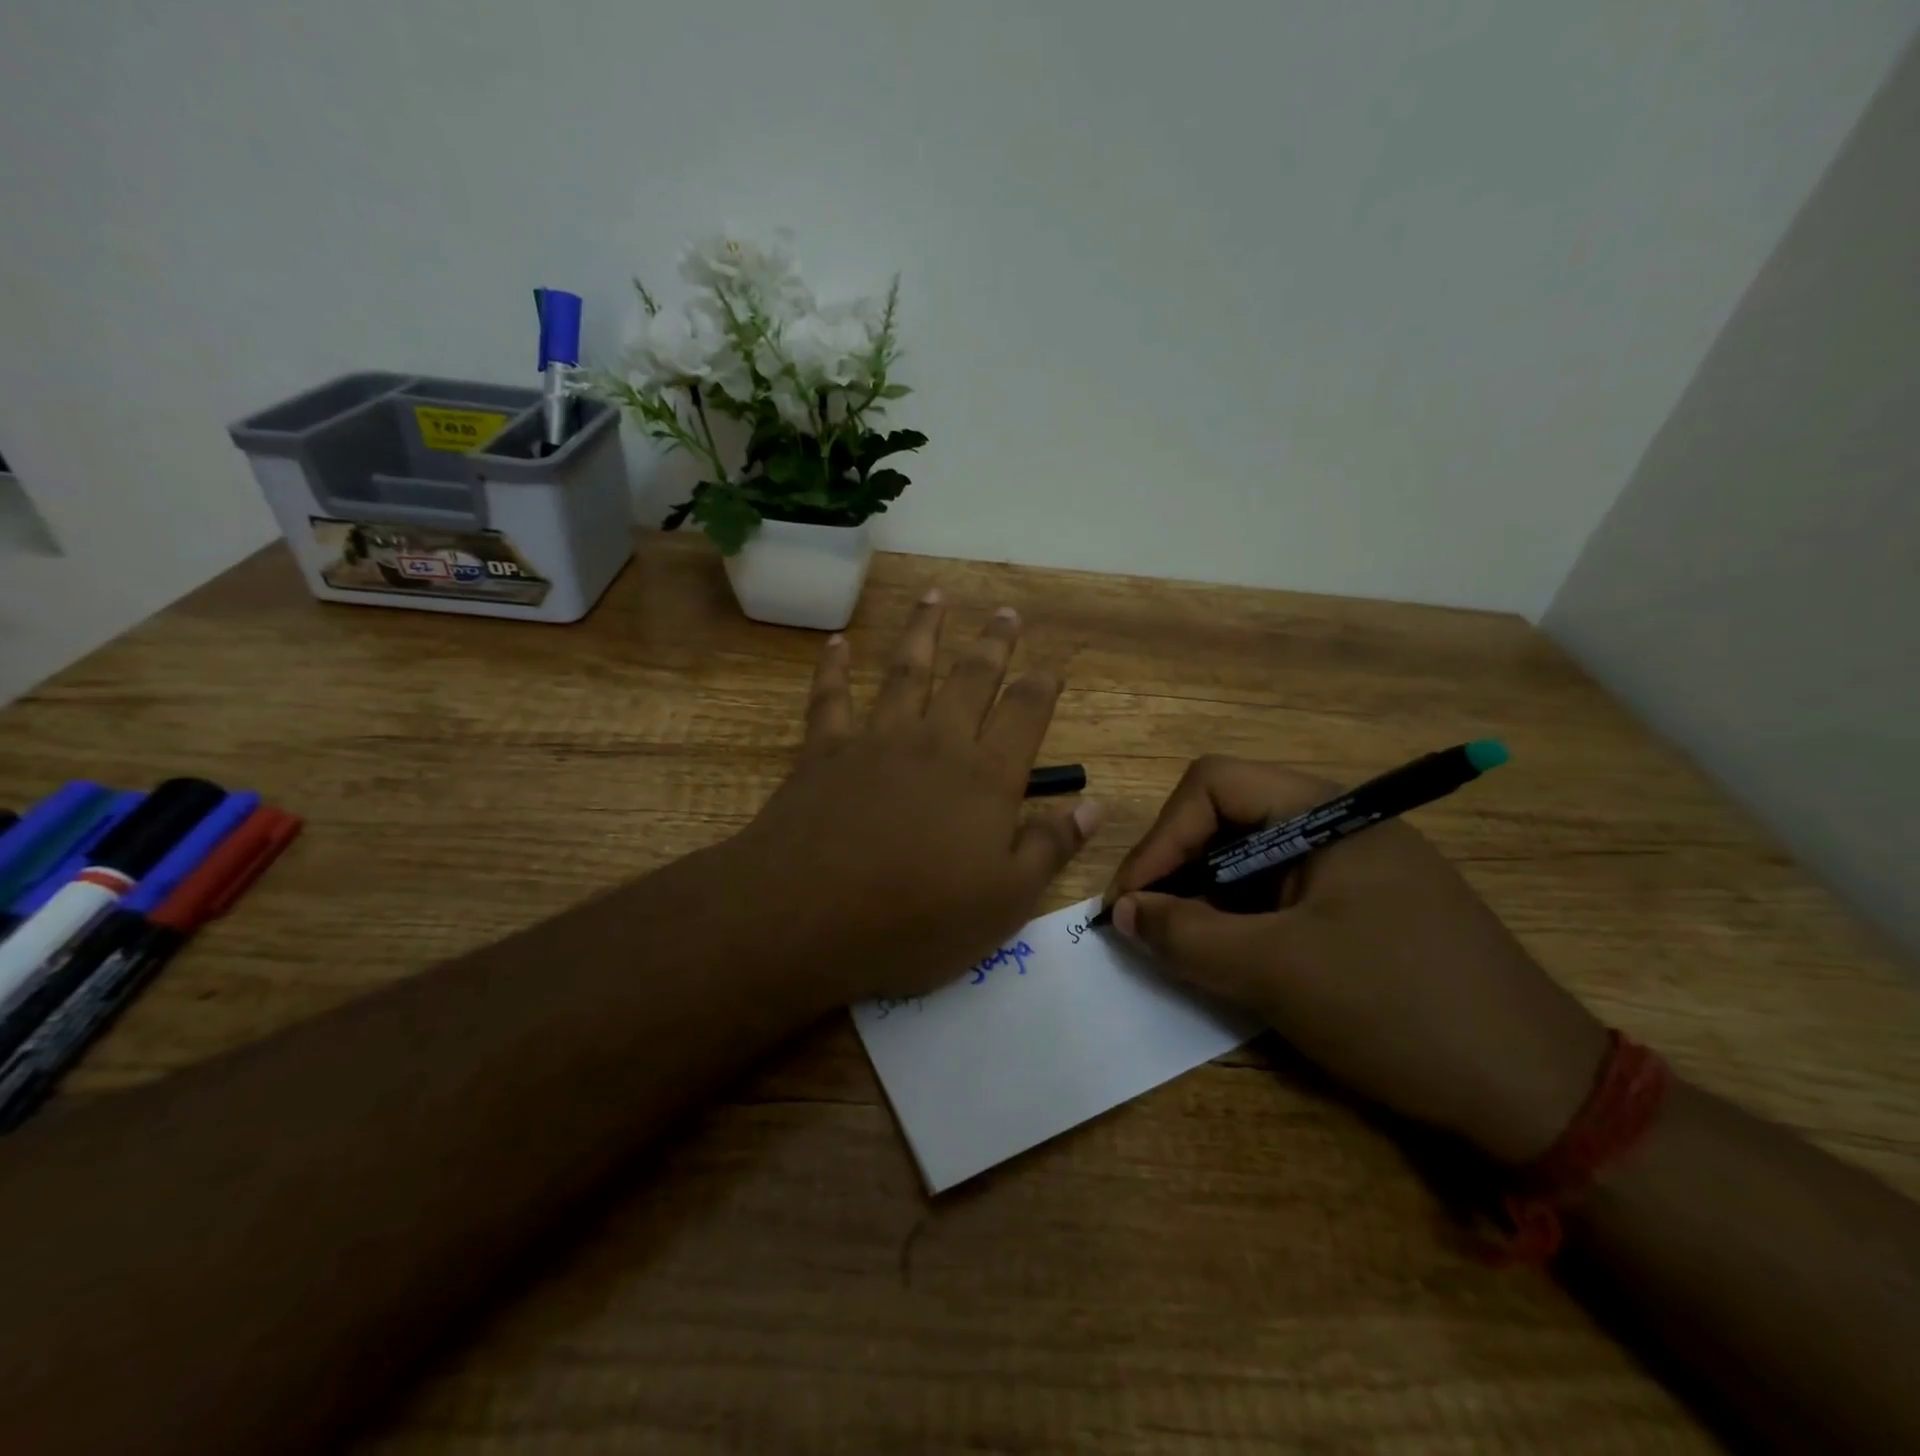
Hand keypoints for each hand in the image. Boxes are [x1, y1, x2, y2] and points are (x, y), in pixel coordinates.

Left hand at [733, 591, 1098, 1004]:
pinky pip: (831, 697)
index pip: (1025, 714)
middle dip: (993, 643)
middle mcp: (936, 742)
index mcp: (986, 777)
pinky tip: (836, 643)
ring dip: (923, 630)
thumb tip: (1094, 806)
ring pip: (906, 670)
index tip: (1052, 665)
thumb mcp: (1005, 901)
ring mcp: (877, 739)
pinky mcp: (825, 750)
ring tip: (935, 596)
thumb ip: (1050, 848)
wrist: (808, 917)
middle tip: (1006, 612)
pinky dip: (833, 667)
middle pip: (971, 678)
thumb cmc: (917, 920)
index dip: (1042, 686)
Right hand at [1105, 756, 1608, 1165]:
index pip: (1212, 786)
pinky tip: (1230, 958)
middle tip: (1143, 924)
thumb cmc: (1400, 1010)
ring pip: (1250, 859)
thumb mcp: (1277, 972)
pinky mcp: (1362, 907)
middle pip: (1227, 818)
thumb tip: (1121, 911)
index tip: (1129, 901)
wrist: (1540, 1094)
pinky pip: (1280, 895)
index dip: (1160, 837)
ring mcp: (1353, 866)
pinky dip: (1241, 920)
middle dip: (1176, 868)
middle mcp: (1338, 824)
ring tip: (1179, 946)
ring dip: (1205, 898)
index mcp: (1326, 811)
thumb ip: (1186, 935)